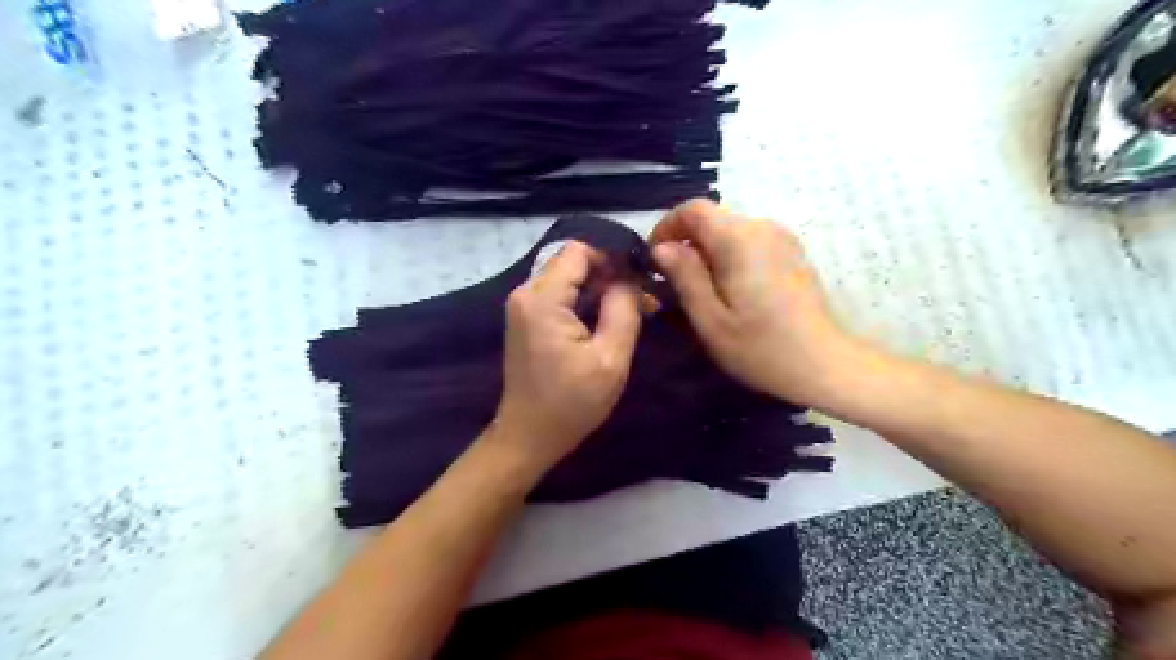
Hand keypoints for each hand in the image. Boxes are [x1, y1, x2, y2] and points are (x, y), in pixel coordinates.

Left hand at [489, 241, 641, 469]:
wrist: (529, 435)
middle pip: (572, 262)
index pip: (579, 251)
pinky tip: (604, 319)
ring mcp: (521, 306)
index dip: (613, 258)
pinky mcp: (525, 319)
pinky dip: (582, 300)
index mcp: (542, 299)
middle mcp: (525, 293)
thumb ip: (623, 310)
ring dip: (597, 288)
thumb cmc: (571, 403)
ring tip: (629, 309)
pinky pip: (557, 294)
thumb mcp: (610, 359)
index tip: (640, 280)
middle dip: (608, 274)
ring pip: (566, 277)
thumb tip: (630, 279)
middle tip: (640, 299)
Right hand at [652, 195, 855, 405]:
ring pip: (730, 230)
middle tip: (673, 283)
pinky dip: (729, 256)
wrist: (824, 364)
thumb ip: (685, 277)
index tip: (654, 259)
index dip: (666, 227)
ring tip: (700, 291)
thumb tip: (662, 248)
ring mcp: (781, 238)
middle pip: (712, 219)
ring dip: (707, 252)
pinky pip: (749, 242)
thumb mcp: (711, 320)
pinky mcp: (791, 252)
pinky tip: (731, 291)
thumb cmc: (762, 348)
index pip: (693, 209)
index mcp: (739, 240)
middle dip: (686, 243)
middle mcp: (762, 227)